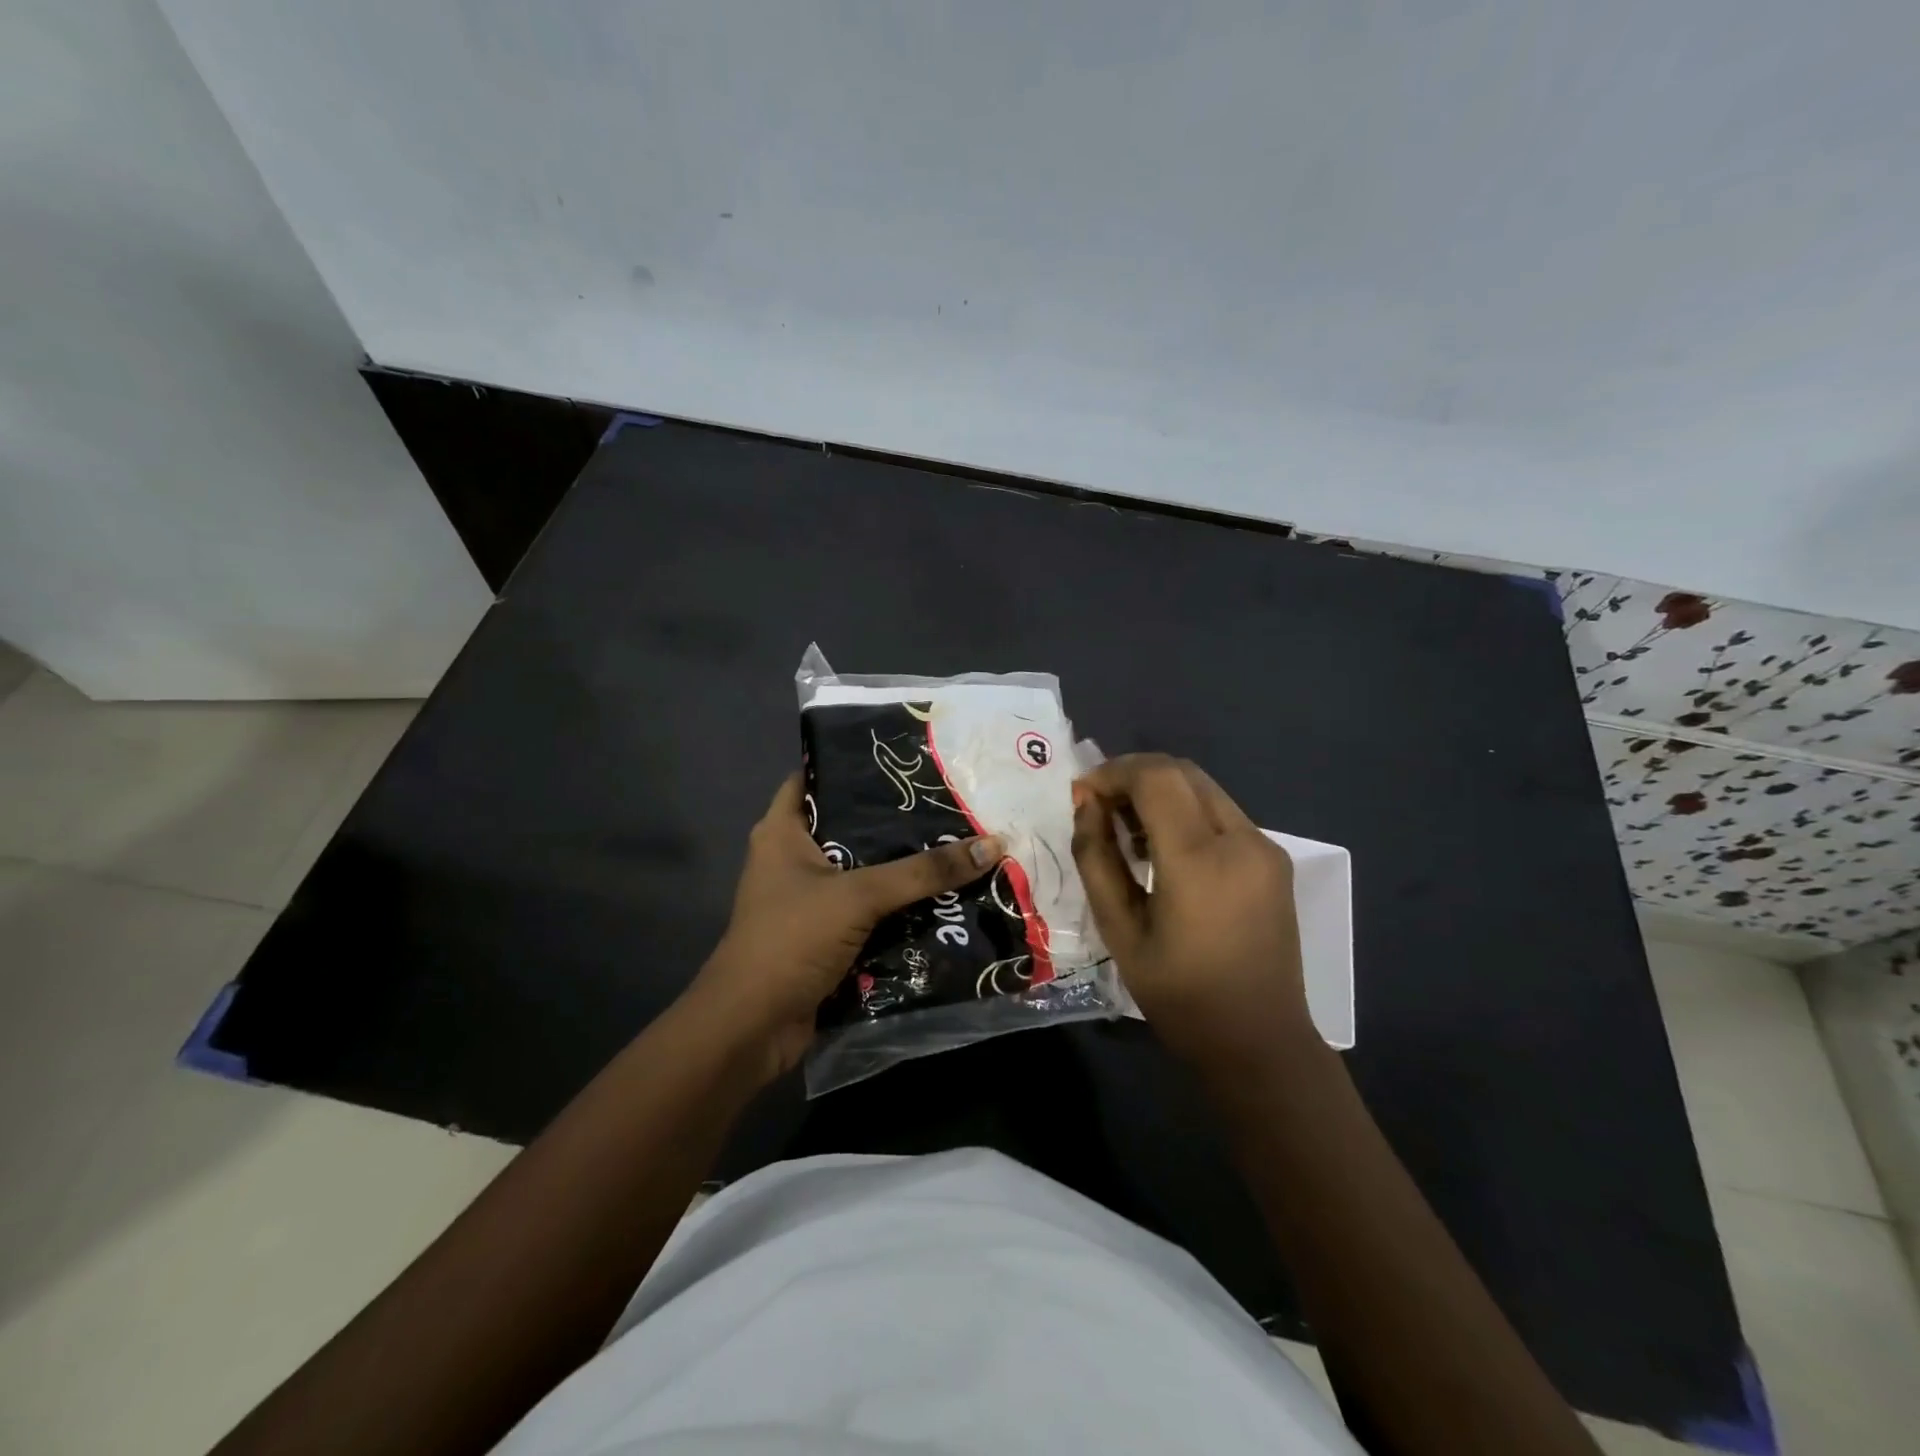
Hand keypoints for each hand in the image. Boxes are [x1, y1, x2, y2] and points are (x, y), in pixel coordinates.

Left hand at [689, 772, 1005, 1081]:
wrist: (752, 1028)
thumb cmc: (792, 940)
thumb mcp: (859, 896)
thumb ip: (923, 872)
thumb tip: (994, 844)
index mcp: (783, 831)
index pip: (817, 776)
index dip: (856, 762)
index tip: (906, 756)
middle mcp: (794, 858)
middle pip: (852, 826)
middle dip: (898, 820)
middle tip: (952, 800)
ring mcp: (811, 899)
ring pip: (866, 871)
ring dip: (906, 867)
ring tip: (962, 841)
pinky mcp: (828, 935)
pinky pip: (871, 910)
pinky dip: (901, 906)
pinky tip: (946, 895)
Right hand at [1071, 754, 1312, 1070]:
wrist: (1260, 1044)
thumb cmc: (1180, 996)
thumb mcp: (1119, 930)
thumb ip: (1096, 859)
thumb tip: (1086, 805)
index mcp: (1201, 860)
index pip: (1156, 778)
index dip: (1113, 773)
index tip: (1082, 795)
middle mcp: (1242, 840)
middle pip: (1182, 771)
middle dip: (1134, 776)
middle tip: (1100, 807)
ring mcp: (1265, 847)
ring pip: (1203, 788)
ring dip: (1160, 792)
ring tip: (1126, 830)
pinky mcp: (1274, 859)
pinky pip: (1222, 813)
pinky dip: (1185, 812)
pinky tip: (1163, 848)